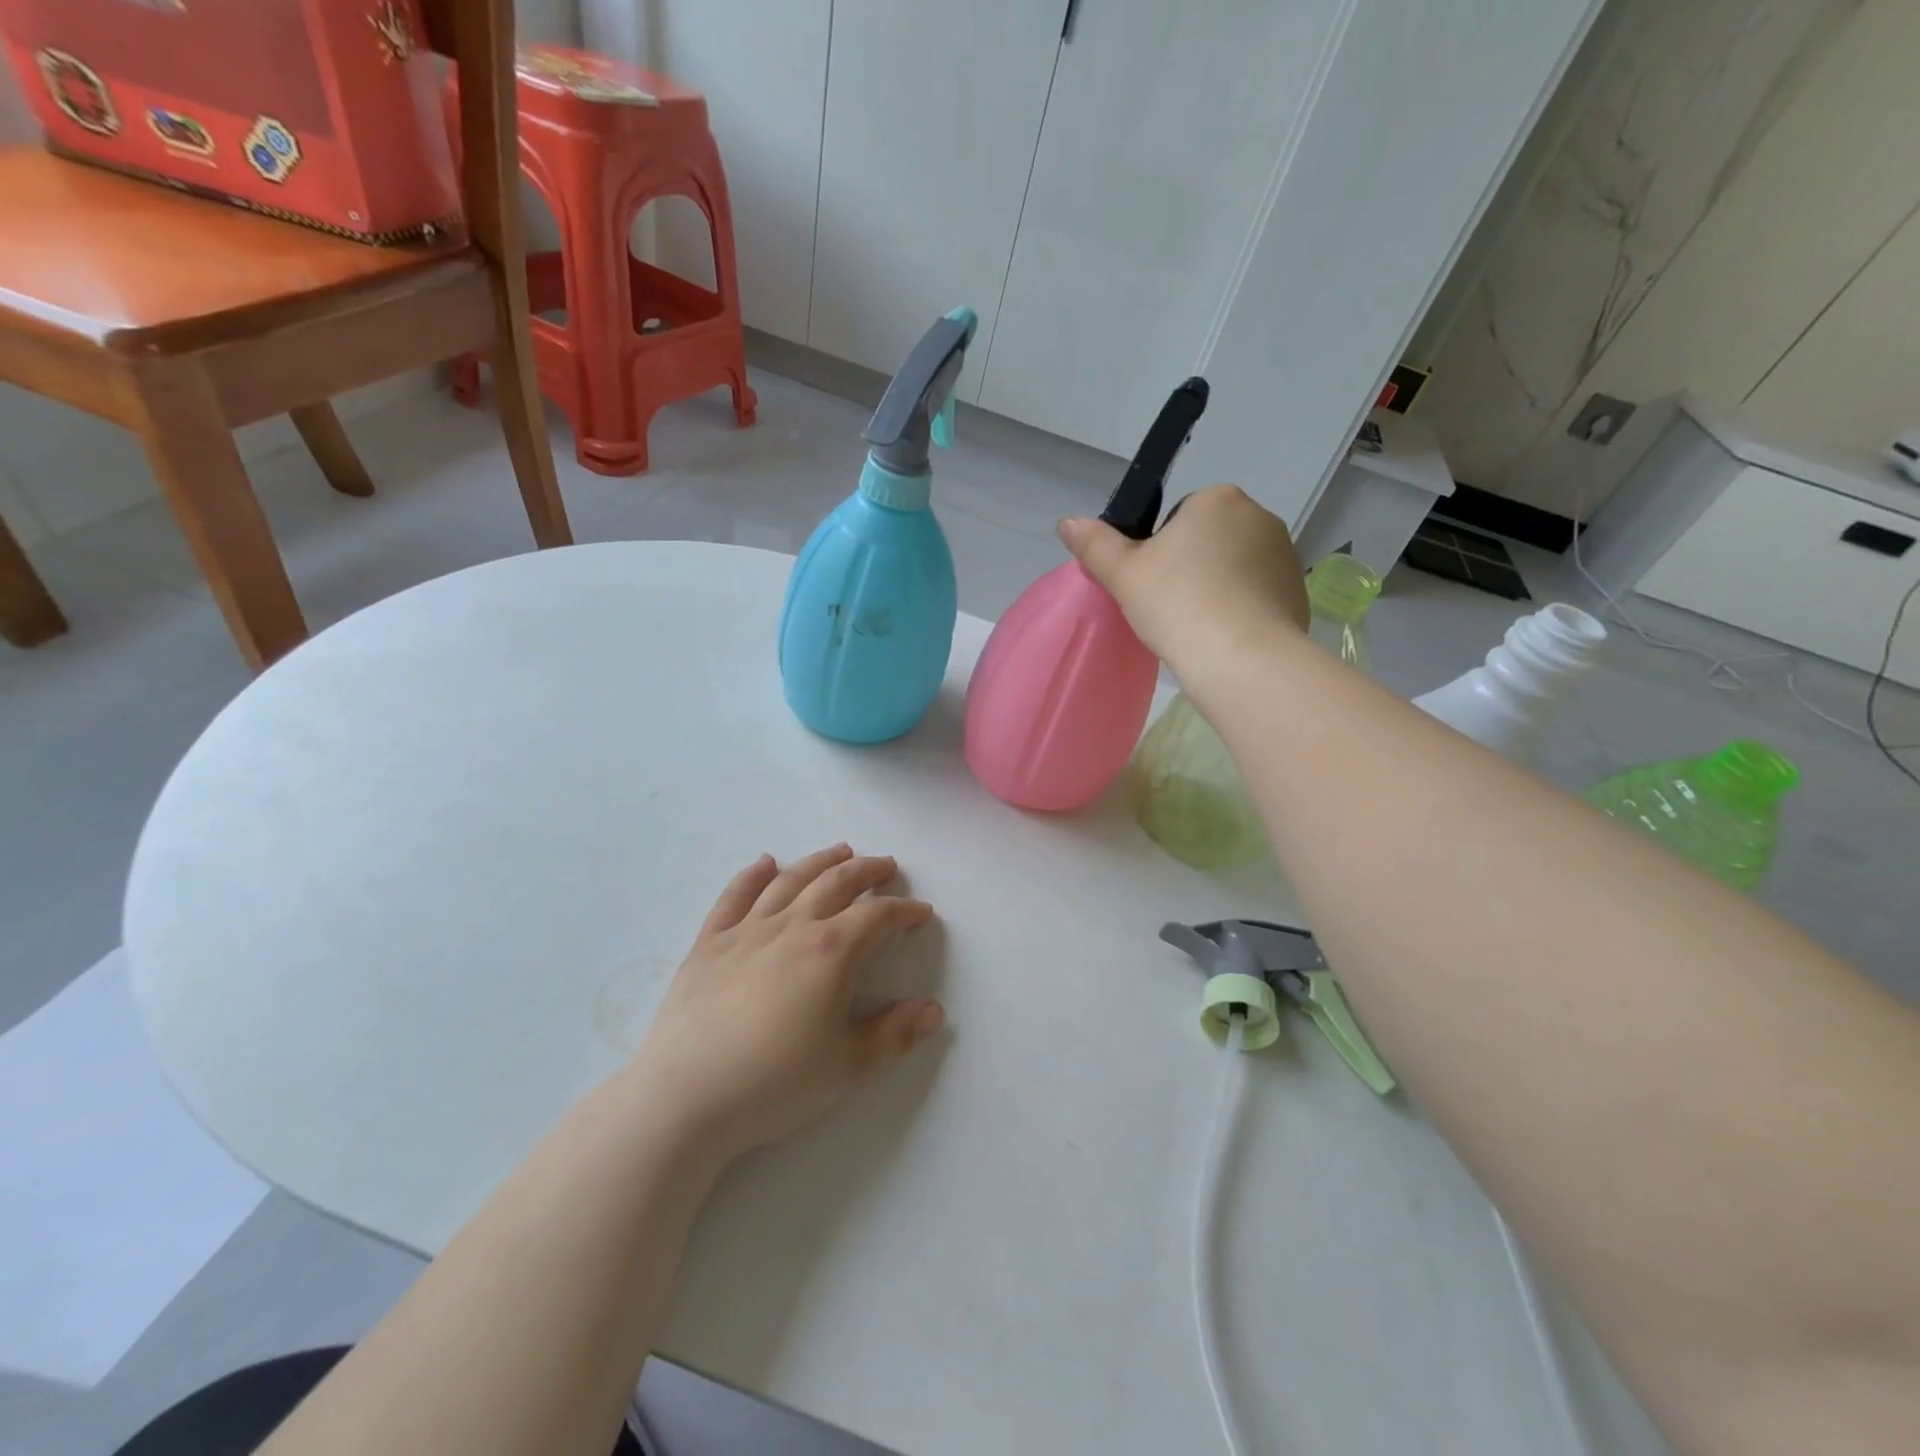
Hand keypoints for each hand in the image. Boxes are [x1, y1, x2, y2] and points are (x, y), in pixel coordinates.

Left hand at [628, 846, 943, 1161]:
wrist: (686, 1097)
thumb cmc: (775, 1083)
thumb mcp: (849, 1067)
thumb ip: (895, 1034)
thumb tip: (933, 1009)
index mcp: (831, 952)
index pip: (877, 916)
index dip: (904, 911)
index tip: (920, 912)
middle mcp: (792, 926)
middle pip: (836, 883)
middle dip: (867, 870)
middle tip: (886, 865)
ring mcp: (747, 930)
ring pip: (791, 880)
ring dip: (820, 861)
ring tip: (840, 851)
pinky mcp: (709, 942)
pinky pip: (735, 896)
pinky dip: (753, 875)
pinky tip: (765, 862)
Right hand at [1058, 485, 1308, 671]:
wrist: (1240, 658)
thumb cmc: (1176, 604)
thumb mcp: (1122, 574)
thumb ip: (1095, 544)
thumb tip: (1067, 522)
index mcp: (1216, 499)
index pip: (1178, 517)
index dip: (1159, 550)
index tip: (1152, 584)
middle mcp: (1258, 516)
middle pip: (1209, 539)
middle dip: (1191, 566)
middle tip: (1170, 606)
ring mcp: (1284, 553)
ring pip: (1235, 566)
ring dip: (1218, 586)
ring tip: (1198, 625)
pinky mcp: (1297, 590)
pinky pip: (1258, 593)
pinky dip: (1241, 609)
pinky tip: (1225, 636)